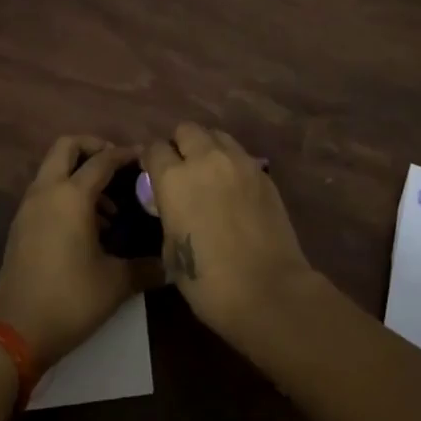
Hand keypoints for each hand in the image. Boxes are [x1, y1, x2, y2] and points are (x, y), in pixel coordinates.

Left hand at [0, 136, 158, 368]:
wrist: (14, 332)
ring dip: (79, 173)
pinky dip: (66, 192)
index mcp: (71, 196)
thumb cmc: (69, 300)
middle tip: (118, 166)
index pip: (102, 160)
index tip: (146, 158)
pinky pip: (46, 191)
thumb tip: (171, 265)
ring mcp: (29, 207)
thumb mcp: (115, 284)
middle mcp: (47, 191)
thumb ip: (145, 268)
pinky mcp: (21, 225)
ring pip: (53, 168)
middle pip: (67, 146)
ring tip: (109, 206)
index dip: (126, 155)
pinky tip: (87, 226)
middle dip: (93, 147)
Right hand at [141, 122, 317, 345]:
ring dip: (208, 148)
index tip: (152, 173)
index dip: (151, 160)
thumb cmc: (209, 282)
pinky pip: (240, 155)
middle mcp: (205, 159)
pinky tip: (233, 187)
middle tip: (182, 169)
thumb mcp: (171, 251)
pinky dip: (231, 163)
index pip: (154, 148)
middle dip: (180, 144)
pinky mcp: (263, 173)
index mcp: (174, 179)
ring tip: (209, 173)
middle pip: (187, 129)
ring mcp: (239, 162)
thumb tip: (173, 206)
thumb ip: (168, 215)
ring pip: (217, 135)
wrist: (269, 290)